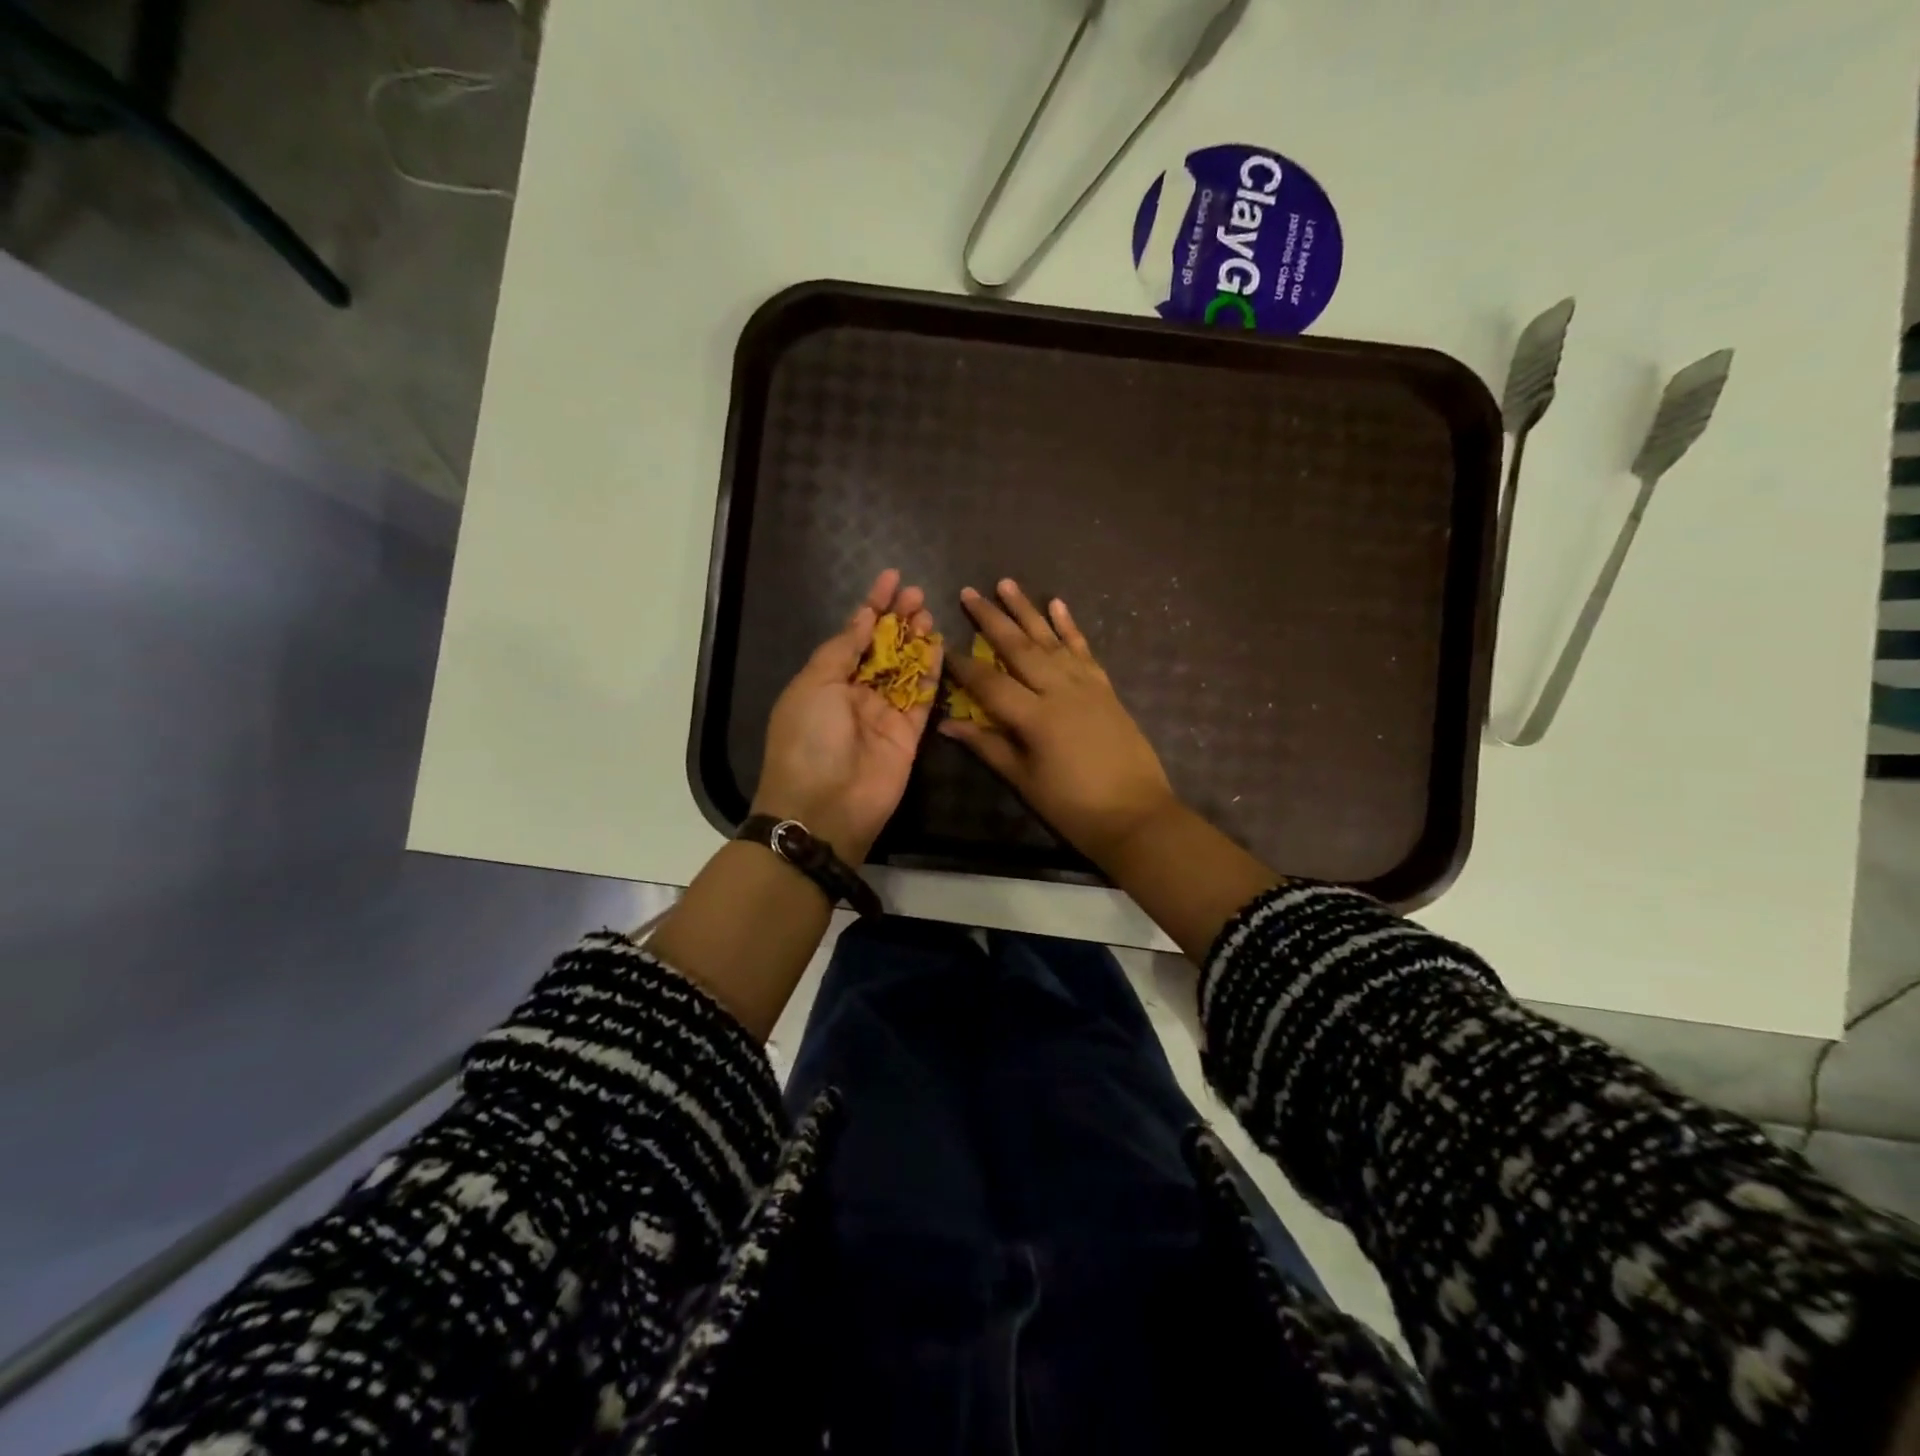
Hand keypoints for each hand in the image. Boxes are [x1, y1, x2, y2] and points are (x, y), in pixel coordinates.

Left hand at [752, 569, 940, 863]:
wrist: (824, 807)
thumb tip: (864, 616)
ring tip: (929, 612)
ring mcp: (884, 714)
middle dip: (898, 619)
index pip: (853, 634)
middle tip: (918, 594)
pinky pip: (923, 697)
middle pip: (882, 649)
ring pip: (905, 669)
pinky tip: (940, 646)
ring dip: (916, 640)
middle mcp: (856, 694)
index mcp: (826, 680)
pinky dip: (932, 672)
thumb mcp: (814, 685)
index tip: (891, 578)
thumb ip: (843, 649)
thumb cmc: (808, 740)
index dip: (872, 605)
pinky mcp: (909, 735)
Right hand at [940, 579, 1178, 869]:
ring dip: (1027, 610)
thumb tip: (947, 724)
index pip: (989, 682)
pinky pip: (1084, 650)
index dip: (962, 665)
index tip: (941, 645)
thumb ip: (987, 746)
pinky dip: (1070, 627)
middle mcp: (1059, 690)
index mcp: (1035, 717)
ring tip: (1007, 583)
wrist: (1136, 815)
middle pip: (1018, 647)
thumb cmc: (1073, 806)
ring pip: (1050, 639)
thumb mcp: (1024, 781)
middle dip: (991, 619)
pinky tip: (1058, 605)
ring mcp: (1086, 685)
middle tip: (969, 592)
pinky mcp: (1105, 689)